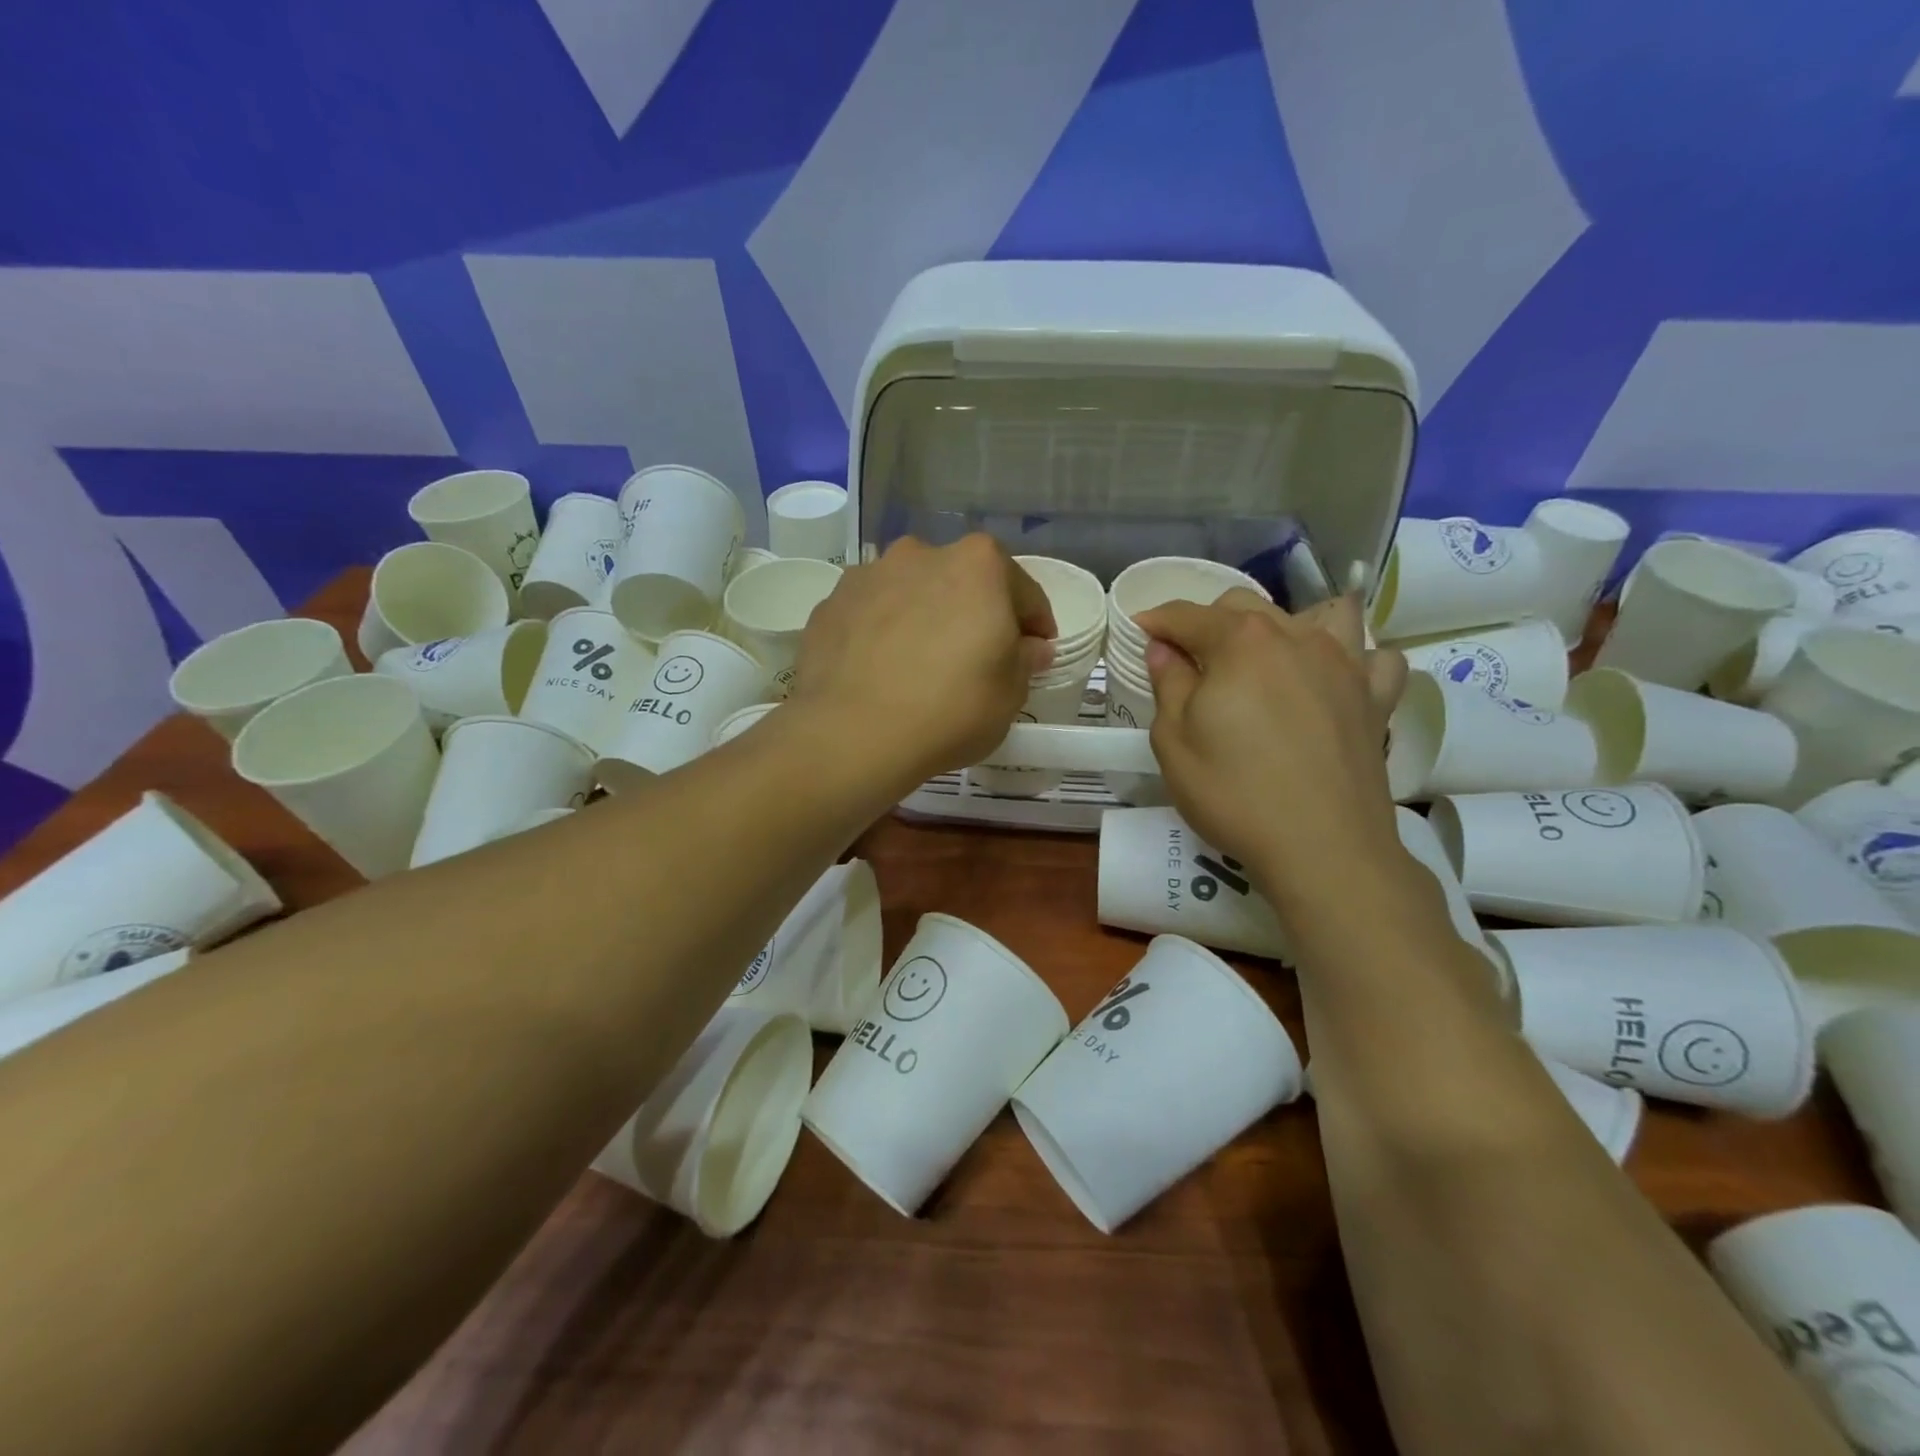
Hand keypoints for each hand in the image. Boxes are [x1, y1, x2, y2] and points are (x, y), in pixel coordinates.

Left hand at [790, 535, 1055, 791]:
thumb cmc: (950, 710)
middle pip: (963, 584)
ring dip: (923, 619)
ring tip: (920, 666)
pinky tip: (881, 672)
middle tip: (976, 661)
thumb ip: (1025, 660)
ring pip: (911, 595)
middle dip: (974, 615)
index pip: (1024, 593)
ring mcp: (868, 576)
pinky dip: (881, 634)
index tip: (1035, 654)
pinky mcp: (829, 605)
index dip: (1035, 627)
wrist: (852, 735)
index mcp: (978, 564)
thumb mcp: (1010, 695)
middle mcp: (921, 554)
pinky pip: (871, 616)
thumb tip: (1030, 647)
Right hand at [1133, 591, 1406, 902]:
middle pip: (1245, 606)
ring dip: (1286, 625)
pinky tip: (1334, 678)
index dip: (1157, 622)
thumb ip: (1168, 684)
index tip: (1140, 631)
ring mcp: (1345, 662)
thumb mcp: (1174, 742)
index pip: (1188, 616)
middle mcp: (1296, 636)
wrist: (1322, 847)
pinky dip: (1354, 657)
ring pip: (1319, 613)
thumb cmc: (1234, 794)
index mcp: (1240, 642)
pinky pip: (1374, 656)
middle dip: (1210, 622)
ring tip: (1269, 658)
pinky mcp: (1376, 696)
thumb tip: (1163, 648)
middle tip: (1191, 662)